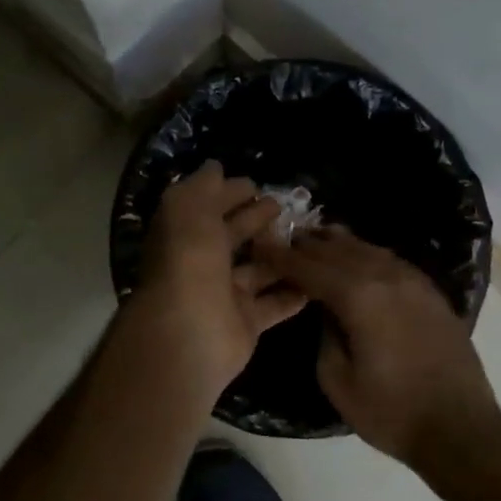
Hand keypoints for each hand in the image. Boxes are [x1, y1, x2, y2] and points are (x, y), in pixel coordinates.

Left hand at [126, 162, 307, 401]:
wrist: (190, 333)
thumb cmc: (189, 261)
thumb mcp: (189, 209)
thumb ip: (203, 186)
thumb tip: (215, 167)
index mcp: (183, 234)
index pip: (207, 207)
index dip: (229, 193)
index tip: (257, 184)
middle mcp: (201, 263)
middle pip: (232, 236)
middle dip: (256, 219)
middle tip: (285, 207)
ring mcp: (223, 295)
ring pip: (256, 269)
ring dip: (279, 254)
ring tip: (309, 238)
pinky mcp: (246, 323)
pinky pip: (274, 304)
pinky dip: (293, 292)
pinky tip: (317, 277)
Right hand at [257, 227, 500, 465]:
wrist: (461, 429)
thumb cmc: (391, 412)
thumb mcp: (338, 381)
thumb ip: (324, 335)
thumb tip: (326, 310)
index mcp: (359, 296)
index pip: (310, 267)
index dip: (282, 256)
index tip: (261, 245)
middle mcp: (386, 276)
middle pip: (338, 250)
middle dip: (308, 244)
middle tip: (284, 238)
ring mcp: (414, 281)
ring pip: (368, 249)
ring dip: (338, 243)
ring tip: (316, 239)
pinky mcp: (431, 293)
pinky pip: (391, 260)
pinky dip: (367, 253)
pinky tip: (359, 258)